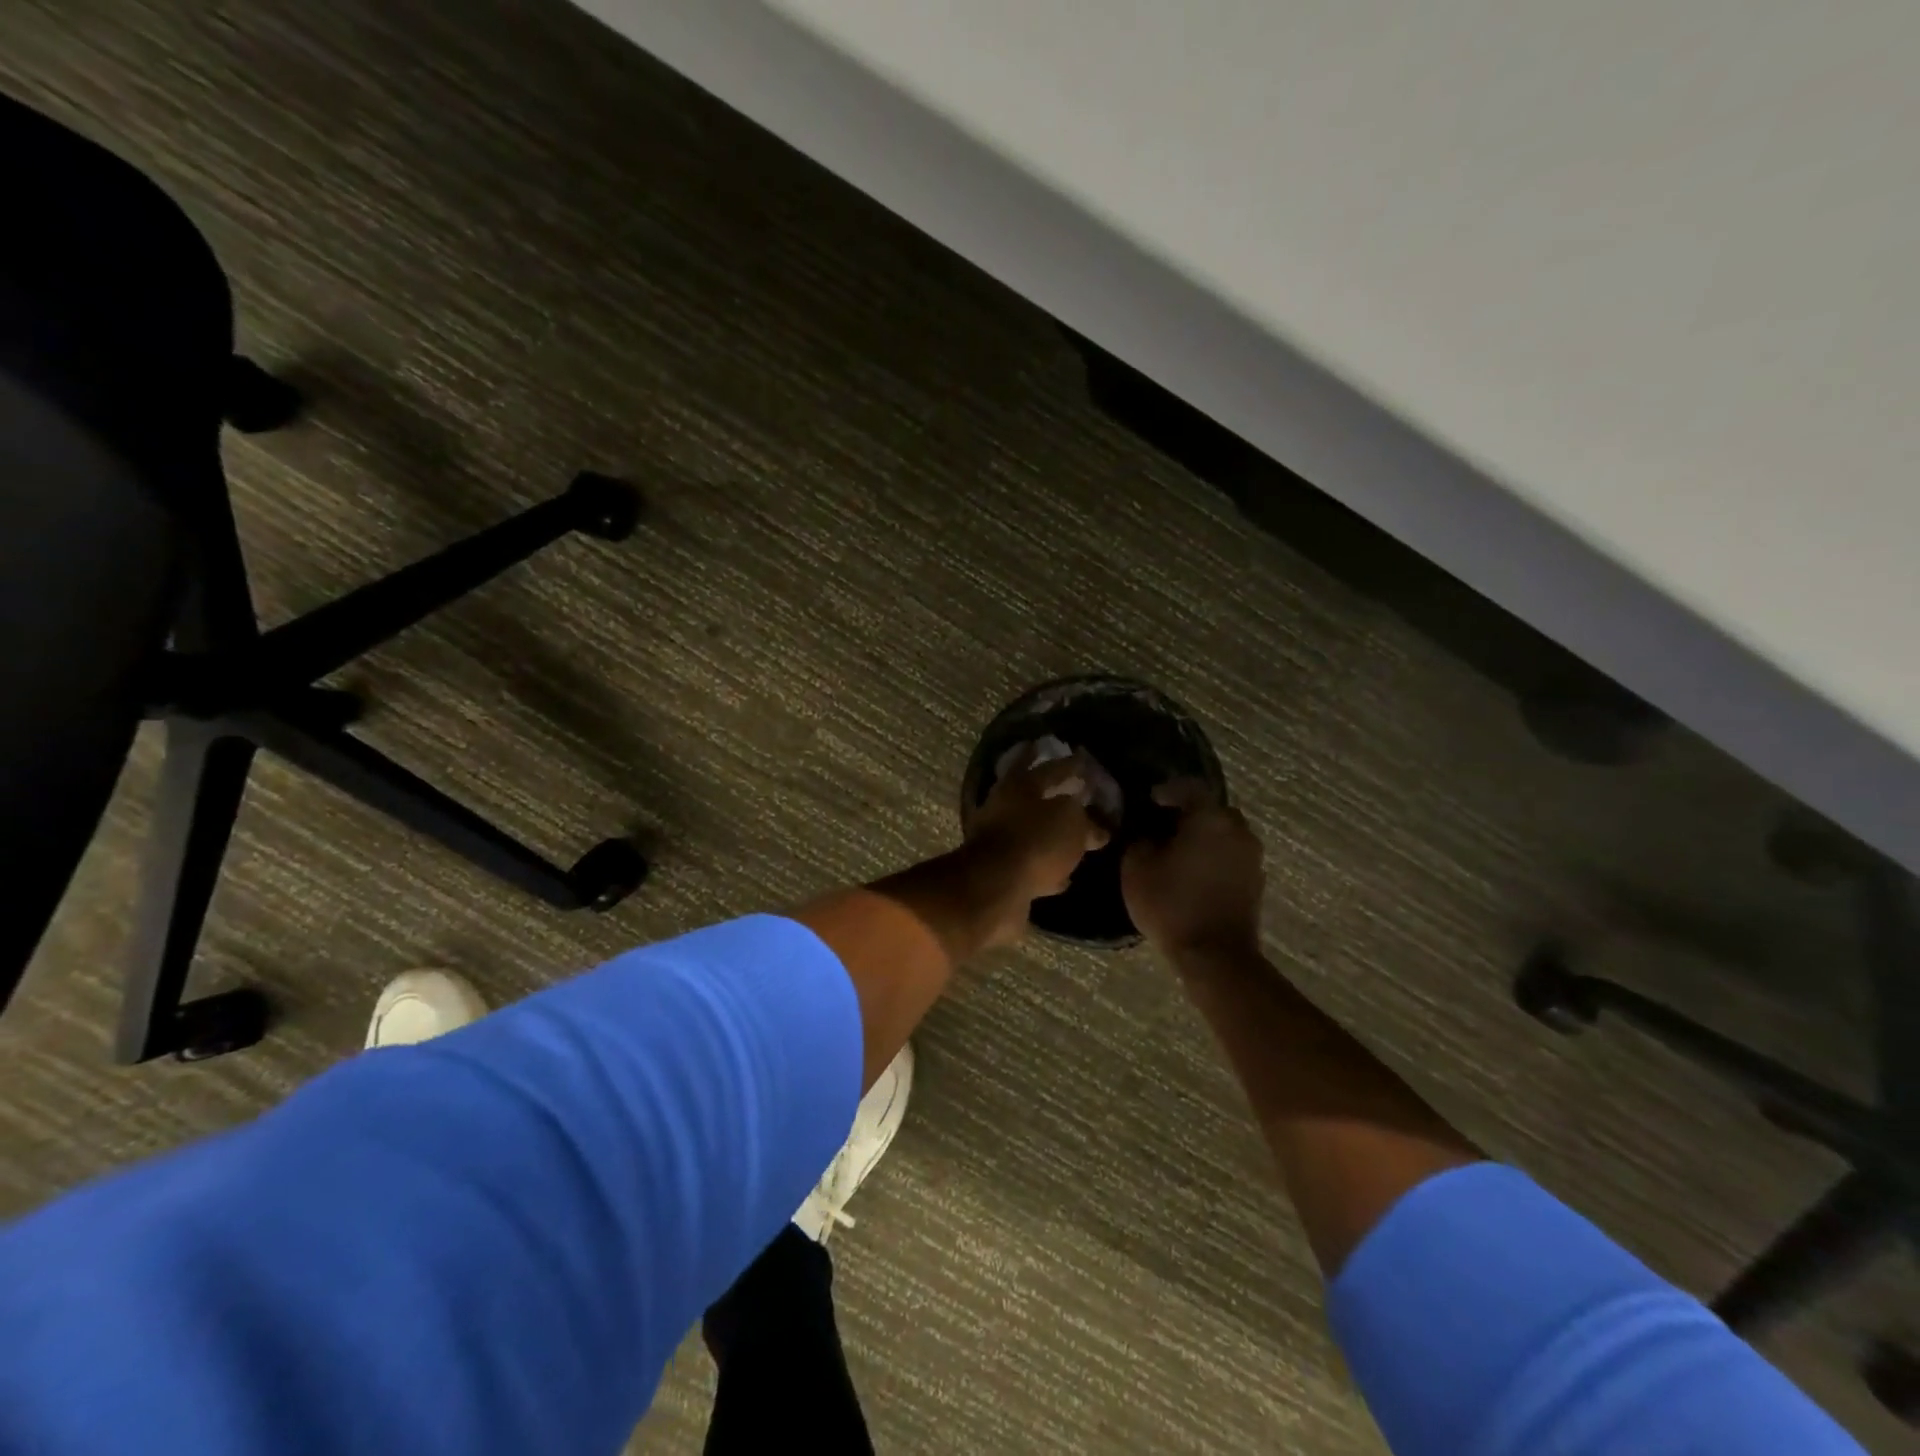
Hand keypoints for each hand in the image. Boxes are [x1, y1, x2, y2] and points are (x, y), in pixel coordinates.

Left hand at [964, 744, 1111, 930]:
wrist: (994, 888)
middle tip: (1072, 792)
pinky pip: (1030, 864)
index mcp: (1020, 786)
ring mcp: (998, 841)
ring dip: (1049, 833)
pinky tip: (1065, 875)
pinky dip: (1047, 868)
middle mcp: (1004, 808)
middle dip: (1052, 794)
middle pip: (1032, 797)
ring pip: (1030, 831)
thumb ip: (1085, 820)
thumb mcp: (1072, 822)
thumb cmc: (1035, 842)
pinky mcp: (1000, 872)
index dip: (1070, 764)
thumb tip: (1096, 828)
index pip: (1050, 768)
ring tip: (1073, 835)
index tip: (1083, 759)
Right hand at [1122, 779, 1264, 958]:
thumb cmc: (1172, 904)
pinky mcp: (1256, 882)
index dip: (1168, 790)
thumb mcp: (1136, 867)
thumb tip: (1147, 834)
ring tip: (1178, 851)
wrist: (1215, 955)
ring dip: (1204, 837)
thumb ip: (1139, 840)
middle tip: (1164, 826)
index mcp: (1210, 818)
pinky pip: (1232, 856)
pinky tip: (1195, 873)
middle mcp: (1238, 830)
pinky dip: (1214, 857)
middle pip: (1212, 810)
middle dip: (1189, 814)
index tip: (1150, 800)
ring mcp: (1252, 857)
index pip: (1190, 788)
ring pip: (1225, 834)